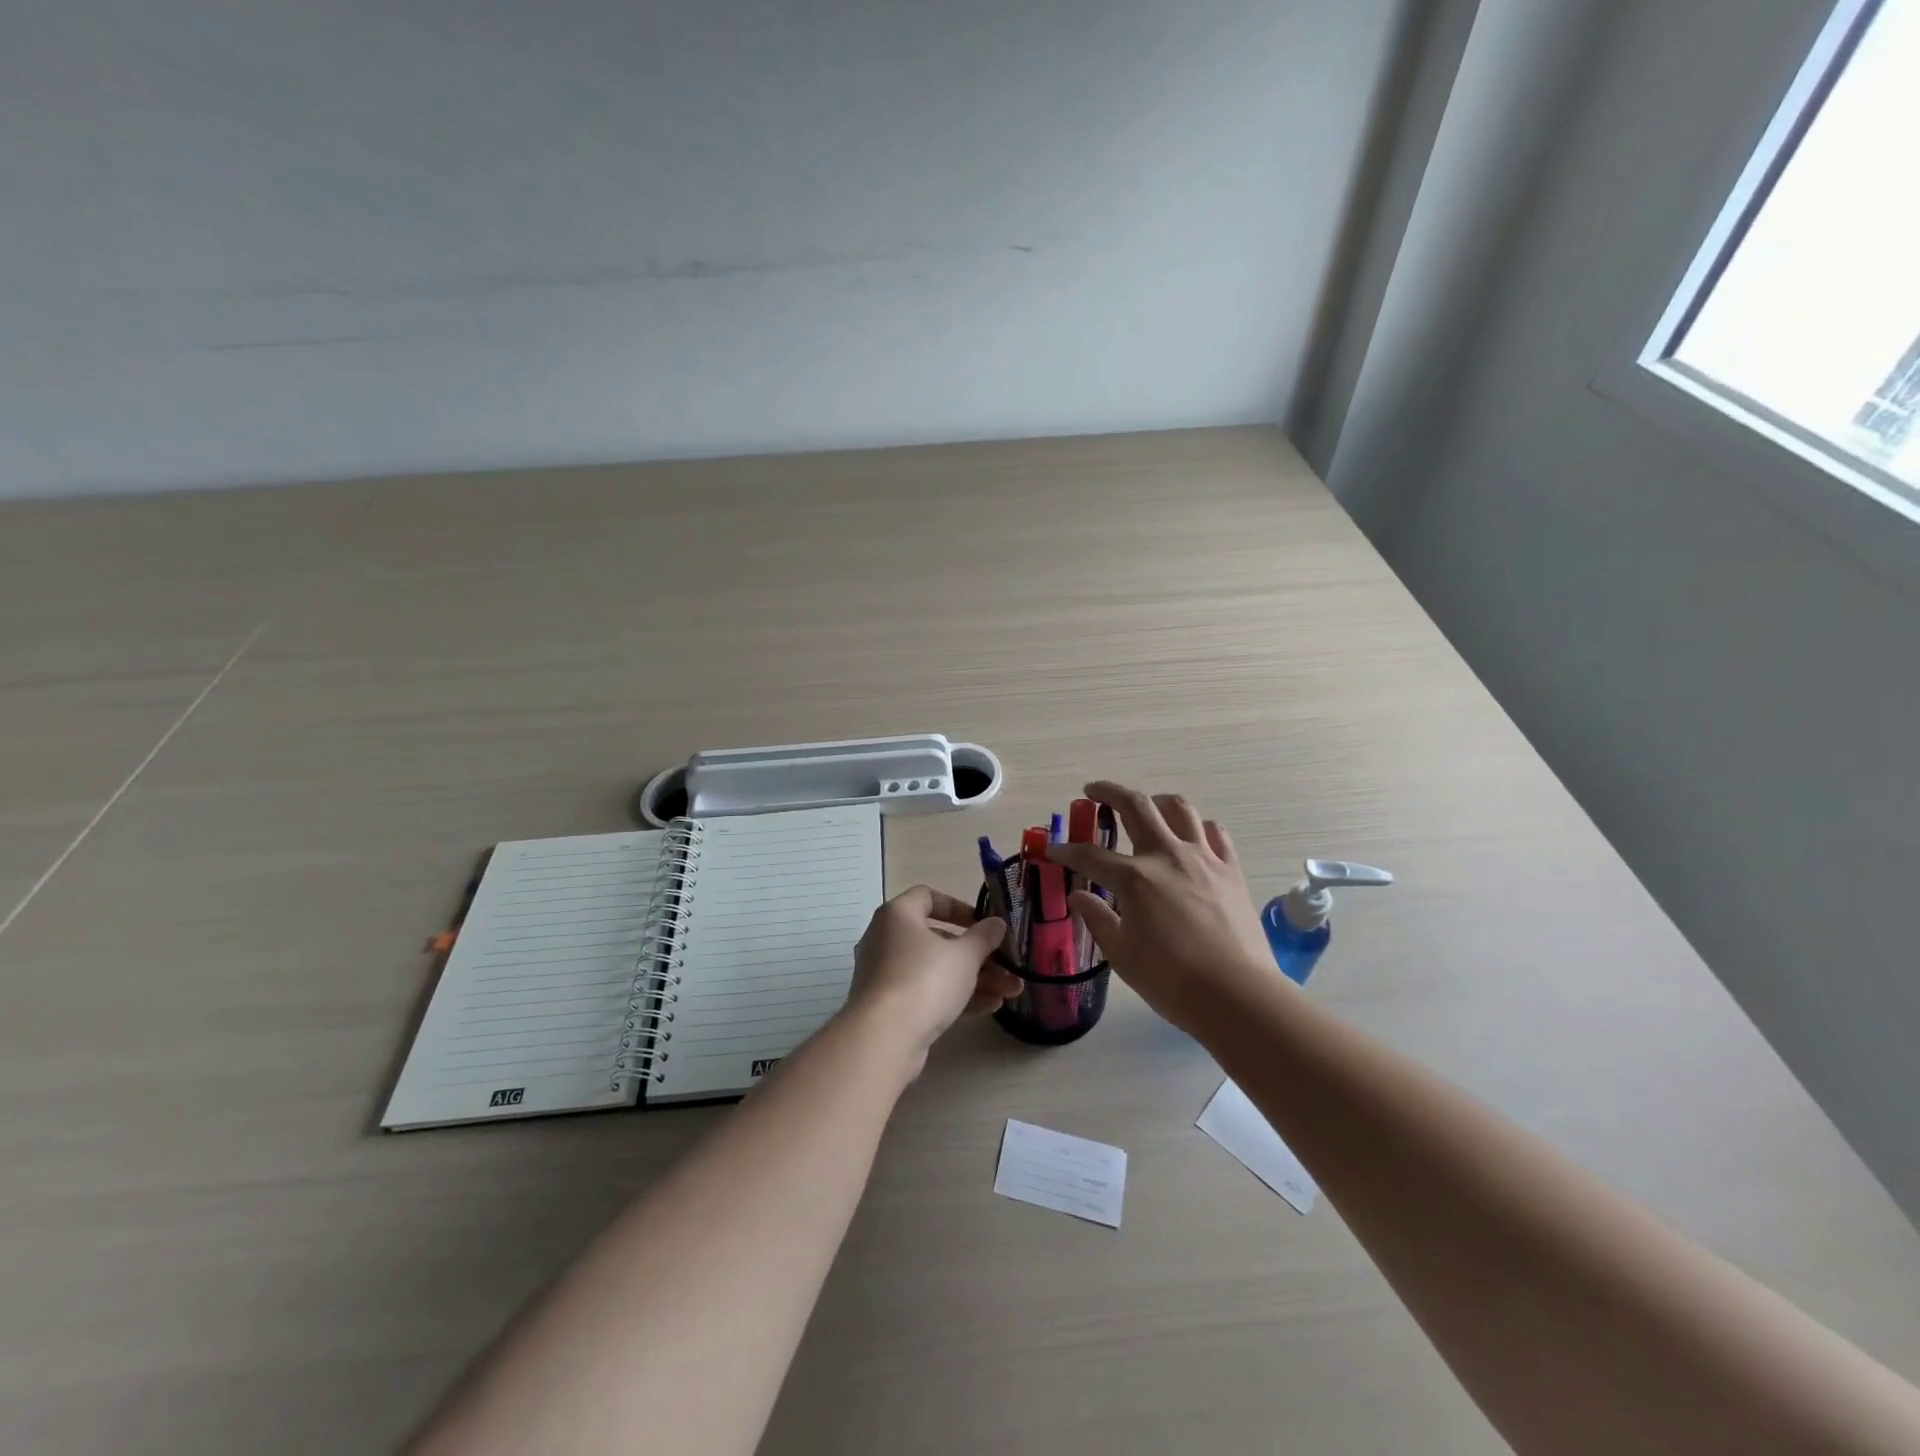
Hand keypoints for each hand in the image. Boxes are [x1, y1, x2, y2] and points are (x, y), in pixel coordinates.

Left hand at [845, 886, 1019, 1071]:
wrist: (884, 1038)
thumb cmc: (925, 980)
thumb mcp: (964, 956)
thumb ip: (983, 937)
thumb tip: (996, 923)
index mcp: (898, 915)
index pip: (927, 897)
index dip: (959, 907)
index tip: (983, 923)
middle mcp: (885, 939)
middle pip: (937, 939)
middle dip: (977, 954)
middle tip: (1006, 965)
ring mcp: (885, 975)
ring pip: (935, 969)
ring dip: (974, 979)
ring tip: (1010, 991)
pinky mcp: (888, 1006)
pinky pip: (925, 993)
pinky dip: (954, 996)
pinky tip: (989, 1007)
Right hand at [1048, 782, 1281, 1037]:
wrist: (1237, 995)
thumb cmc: (1172, 981)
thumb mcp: (1123, 955)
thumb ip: (1098, 919)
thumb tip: (1079, 896)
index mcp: (1134, 878)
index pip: (1090, 856)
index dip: (1067, 851)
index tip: (1053, 849)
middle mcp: (1167, 856)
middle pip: (1135, 806)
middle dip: (1109, 792)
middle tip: (1093, 791)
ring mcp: (1203, 858)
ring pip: (1179, 808)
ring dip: (1157, 800)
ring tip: (1147, 805)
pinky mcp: (1231, 870)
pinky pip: (1215, 832)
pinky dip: (1198, 826)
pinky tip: (1192, 835)